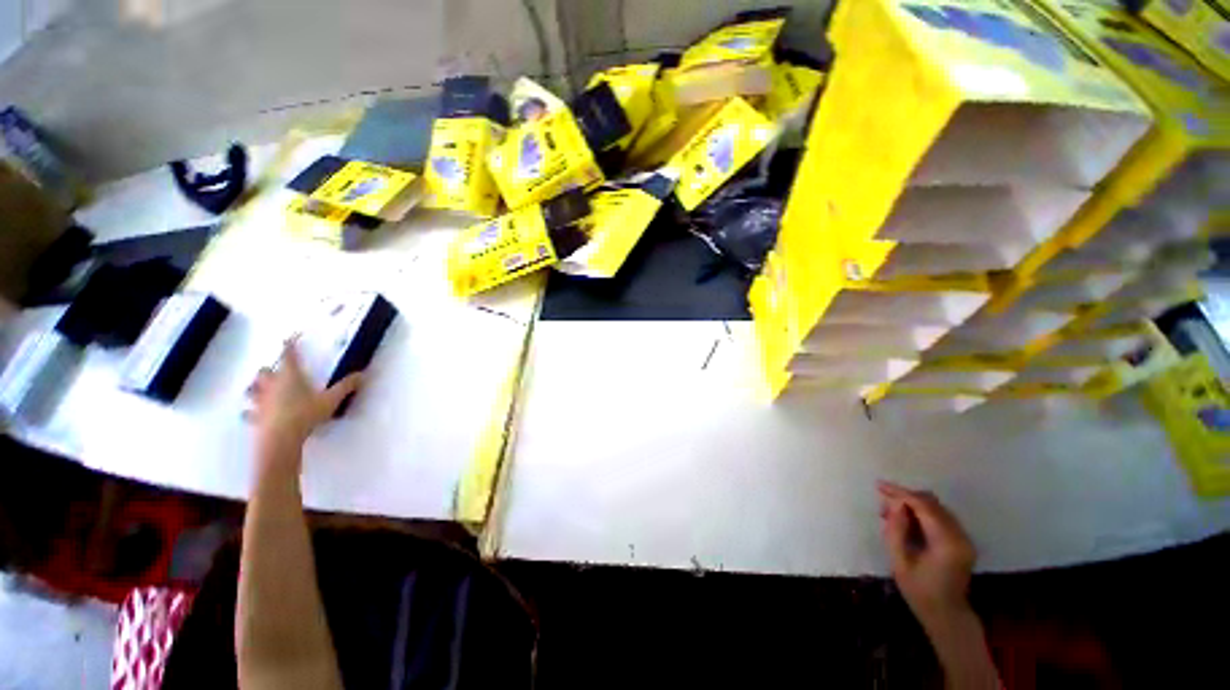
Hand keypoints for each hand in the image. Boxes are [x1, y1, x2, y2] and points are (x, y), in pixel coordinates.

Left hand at [247, 340, 362, 464]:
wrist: (280, 438)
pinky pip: (249, 412)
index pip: (288, 356)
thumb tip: (363, 374)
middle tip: (276, 371)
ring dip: (256, 388)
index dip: (288, 346)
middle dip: (269, 370)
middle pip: (265, 371)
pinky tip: (252, 413)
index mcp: (290, 376)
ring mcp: (261, 401)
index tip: (288, 338)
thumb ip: (345, 386)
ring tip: (261, 390)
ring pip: (252, 390)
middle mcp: (272, 385)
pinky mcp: (255, 417)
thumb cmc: (305, 414)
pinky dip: (250, 411)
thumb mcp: (331, 400)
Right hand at [878, 481, 976, 626]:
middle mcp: (960, 536)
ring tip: (891, 512)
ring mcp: (964, 537)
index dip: (900, 493)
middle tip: (883, 503)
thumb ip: (896, 530)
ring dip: (913, 504)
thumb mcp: (899, 562)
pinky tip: (907, 519)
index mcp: (946, 543)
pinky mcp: (962, 540)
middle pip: (932, 503)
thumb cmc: (919, 591)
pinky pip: (941, 516)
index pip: (923, 507)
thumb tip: (894, 504)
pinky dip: (922, 512)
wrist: (946, 614)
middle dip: (906, 497)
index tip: (879, 486)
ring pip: (936, 507)